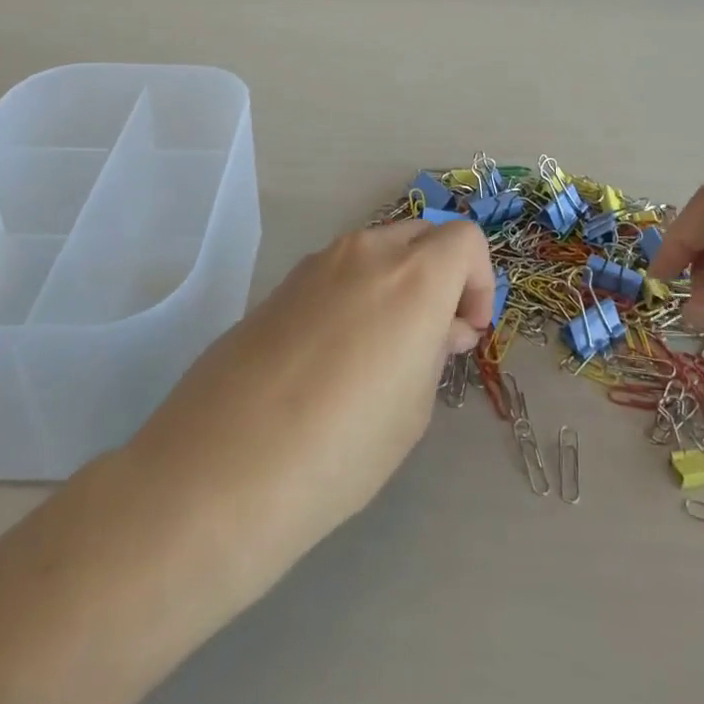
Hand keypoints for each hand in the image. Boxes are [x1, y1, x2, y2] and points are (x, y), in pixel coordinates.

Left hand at [127, 217, 493, 578]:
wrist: (224, 468)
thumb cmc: (341, 448)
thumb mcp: (413, 408)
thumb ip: (435, 350)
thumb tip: (441, 327)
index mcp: (414, 275)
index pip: (466, 239)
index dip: (479, 281)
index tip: (466, 331)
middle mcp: (367, 251)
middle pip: (423, 236)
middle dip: (441, 275)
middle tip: (434, 338)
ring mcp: (318, 262)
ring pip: (378, 250)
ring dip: (398, 282)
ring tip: (383, 350)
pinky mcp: (282, 282)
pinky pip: (338, 271)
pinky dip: (357, 292)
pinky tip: (335, 354)